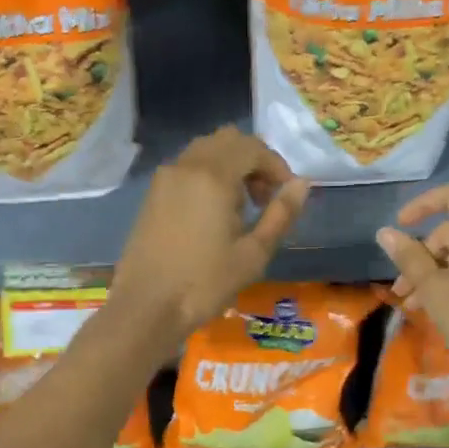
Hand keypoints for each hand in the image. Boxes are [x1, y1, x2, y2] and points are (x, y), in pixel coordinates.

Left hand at [109, 127, 310, 355]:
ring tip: (241, 207)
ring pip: (204, 150)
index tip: (286, 195)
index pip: (253, 147)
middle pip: (227, 140)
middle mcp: (186, 166)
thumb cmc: (205, 283)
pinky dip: (207, 175)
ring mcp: (164, 178)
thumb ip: (281, 214)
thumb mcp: (253, 253)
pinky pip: (186, 167)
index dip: (276, 166)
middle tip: (265, 199)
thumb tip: (302, 184)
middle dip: (253, 161)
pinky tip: (212, 214)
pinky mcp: (152, 194)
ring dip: (230, 166)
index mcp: (213, 176)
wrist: (146, 307)